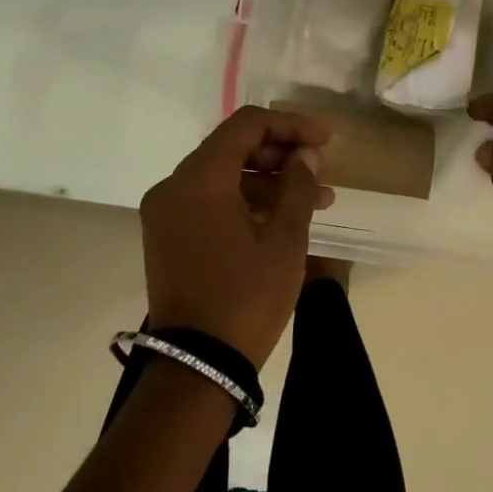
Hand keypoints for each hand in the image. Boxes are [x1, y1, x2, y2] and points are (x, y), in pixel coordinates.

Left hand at [139, 106, 334, 366]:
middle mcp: (174, 186)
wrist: (196, 367)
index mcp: (199, 178)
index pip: (246, 125)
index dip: (291, 125)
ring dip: (267, 181)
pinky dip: (244, 201)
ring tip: (315, 201)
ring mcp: (166, 213)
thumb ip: (297, 186)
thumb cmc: (245, 297)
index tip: (326, 141)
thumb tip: (306, 155)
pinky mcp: (167, 236)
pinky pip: (209, 201)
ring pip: (222, 176)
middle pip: (232, 148)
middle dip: (281, 154)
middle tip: (322, 172)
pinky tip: (281, 218)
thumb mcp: (284, 240)